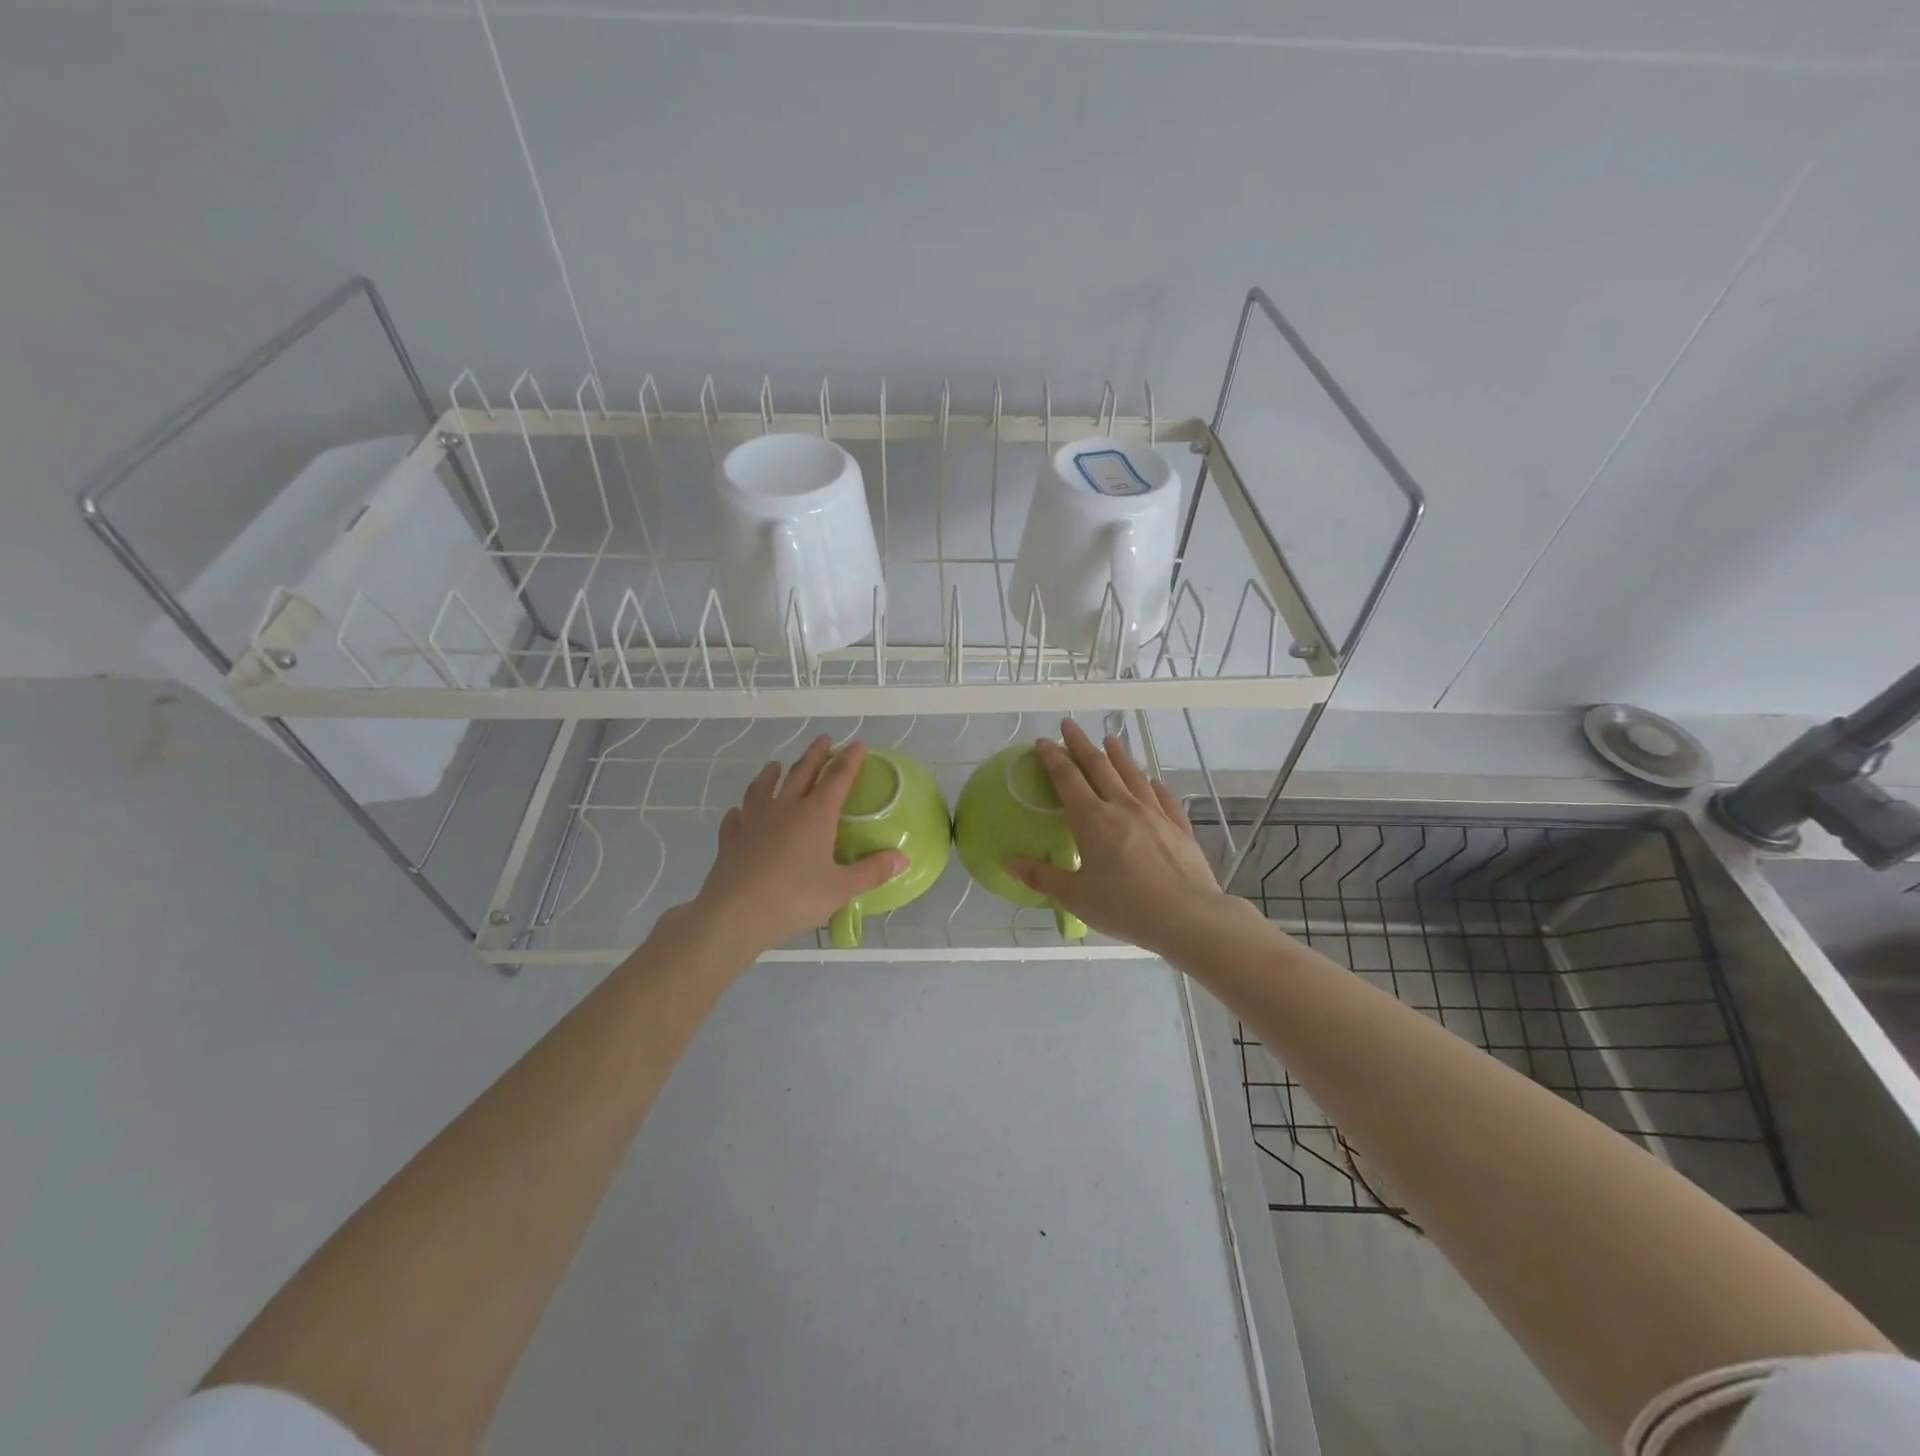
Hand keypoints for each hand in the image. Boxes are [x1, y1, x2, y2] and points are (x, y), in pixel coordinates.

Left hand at [678, 736, 906, 955]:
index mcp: (816, 814)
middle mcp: (785, 808)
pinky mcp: (732, 839)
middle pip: (802, 773)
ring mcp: (754, 821)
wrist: (735, 914)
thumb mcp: (842, 888)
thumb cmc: (795, 898)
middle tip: (824, 739)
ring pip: (764, 788)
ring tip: (775, 764)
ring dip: (772, 773)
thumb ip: (873, 871)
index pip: (837, 778)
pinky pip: (736, 818)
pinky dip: (740, 811)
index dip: (850, 760)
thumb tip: (903, 858)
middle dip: (815, 754)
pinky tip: (738, 812)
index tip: (858, 745)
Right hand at [1008, 719, 1232, 957]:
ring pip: (1132, 776)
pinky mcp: (1178, 827)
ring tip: (1110, 739)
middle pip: (1099, 767)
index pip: (1068, 779)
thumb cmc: (1125, 907)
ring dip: (1118, 755)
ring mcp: (1154, 814)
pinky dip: (1154, 784)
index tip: (1043, 742)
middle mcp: (1122, 807)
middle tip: (1069, 726)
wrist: (1187, 916)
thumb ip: (1042, 877)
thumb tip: (1009, 864)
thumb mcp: (1076, 897)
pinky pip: (1163, 798)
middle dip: (1081, 744)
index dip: (1053, 758)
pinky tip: (1152, 780)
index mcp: (1093, 820)